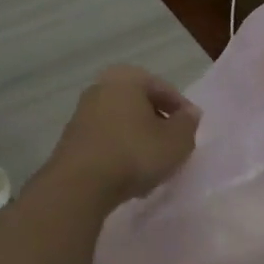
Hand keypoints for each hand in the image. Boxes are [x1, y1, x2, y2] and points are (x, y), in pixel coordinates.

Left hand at [48, 65, 200, 205]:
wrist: (79, 185)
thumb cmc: (134, 153)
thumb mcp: (176, 141)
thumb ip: (187, 124)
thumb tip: (189, 114)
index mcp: (127, 78)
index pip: (164, 89)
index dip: (182, 111)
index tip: (191, 132)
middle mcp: (101, 87)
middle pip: (140, 104)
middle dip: (158, 124)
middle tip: (173, 147)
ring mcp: (82, 113)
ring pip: (122, 123)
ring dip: (139, 139)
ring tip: (153, 165)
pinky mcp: (71, 139)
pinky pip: (106, 140)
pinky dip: (120, 151)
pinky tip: (129, 174)